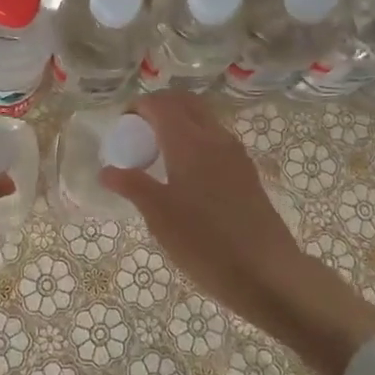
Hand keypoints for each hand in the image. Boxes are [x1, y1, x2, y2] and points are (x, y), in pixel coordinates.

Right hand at [100, 91, 374, 374]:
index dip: (138, 107)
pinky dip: (196, 139)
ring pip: (203, 119)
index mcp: (189, 141)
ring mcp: (235, 153)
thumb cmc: (205, 242)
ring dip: (180, 121)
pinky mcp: (246, 171)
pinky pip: (216, 139)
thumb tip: (107, 170)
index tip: (122, 127)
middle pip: (185, 102)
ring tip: (160, 153)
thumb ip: (132, 186)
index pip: (160, 104)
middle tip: (140, 132)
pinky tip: (186, 173)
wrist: (266, 272)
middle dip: (160, 107)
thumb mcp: (159, 217)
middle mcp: (214, 137)